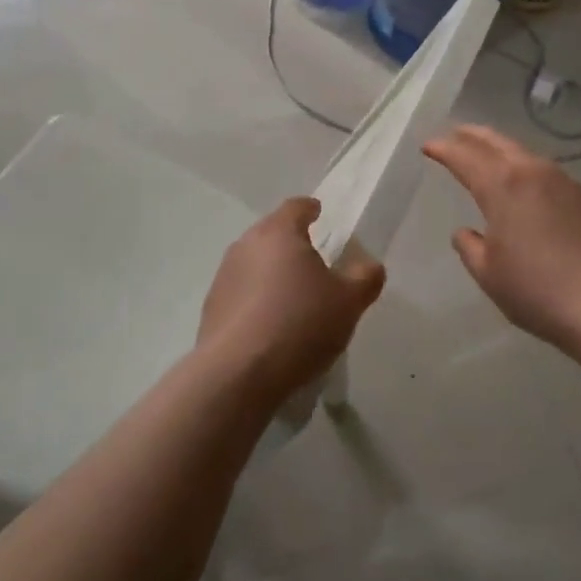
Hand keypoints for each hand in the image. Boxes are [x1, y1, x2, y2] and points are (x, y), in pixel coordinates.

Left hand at [199, 197, 385, 400]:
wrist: (239, 373)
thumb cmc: (300, 323)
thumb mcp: (349, 302)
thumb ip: (365, 278)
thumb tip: (370, 266)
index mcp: (279, 233)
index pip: (296, 207)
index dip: (310, 209)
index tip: (319, 214)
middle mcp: (246, 245)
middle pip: (272, 234)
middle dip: (291, 244)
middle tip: (314, 262)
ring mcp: (223, 277)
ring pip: (254, 264)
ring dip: (272, 274)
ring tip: (293, 299)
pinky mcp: (211, 309)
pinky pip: (241, 294)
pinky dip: (256, 301)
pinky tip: (271, 327)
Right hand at [423, 125, 580, 359]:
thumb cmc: (538, 290)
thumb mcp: (489, 274)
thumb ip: (471, 248)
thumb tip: (466, 232)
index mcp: (502, 186)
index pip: (465, 157)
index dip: (444, 149)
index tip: (428, 146)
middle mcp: (533, 172)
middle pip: (497, 142)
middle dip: (472, 136)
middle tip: (455, 134)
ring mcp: (564, 182)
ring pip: (524, 153)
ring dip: (501, 149)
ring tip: (488, 154)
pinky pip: (546, 172)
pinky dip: (526, 168)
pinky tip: (526, 185)